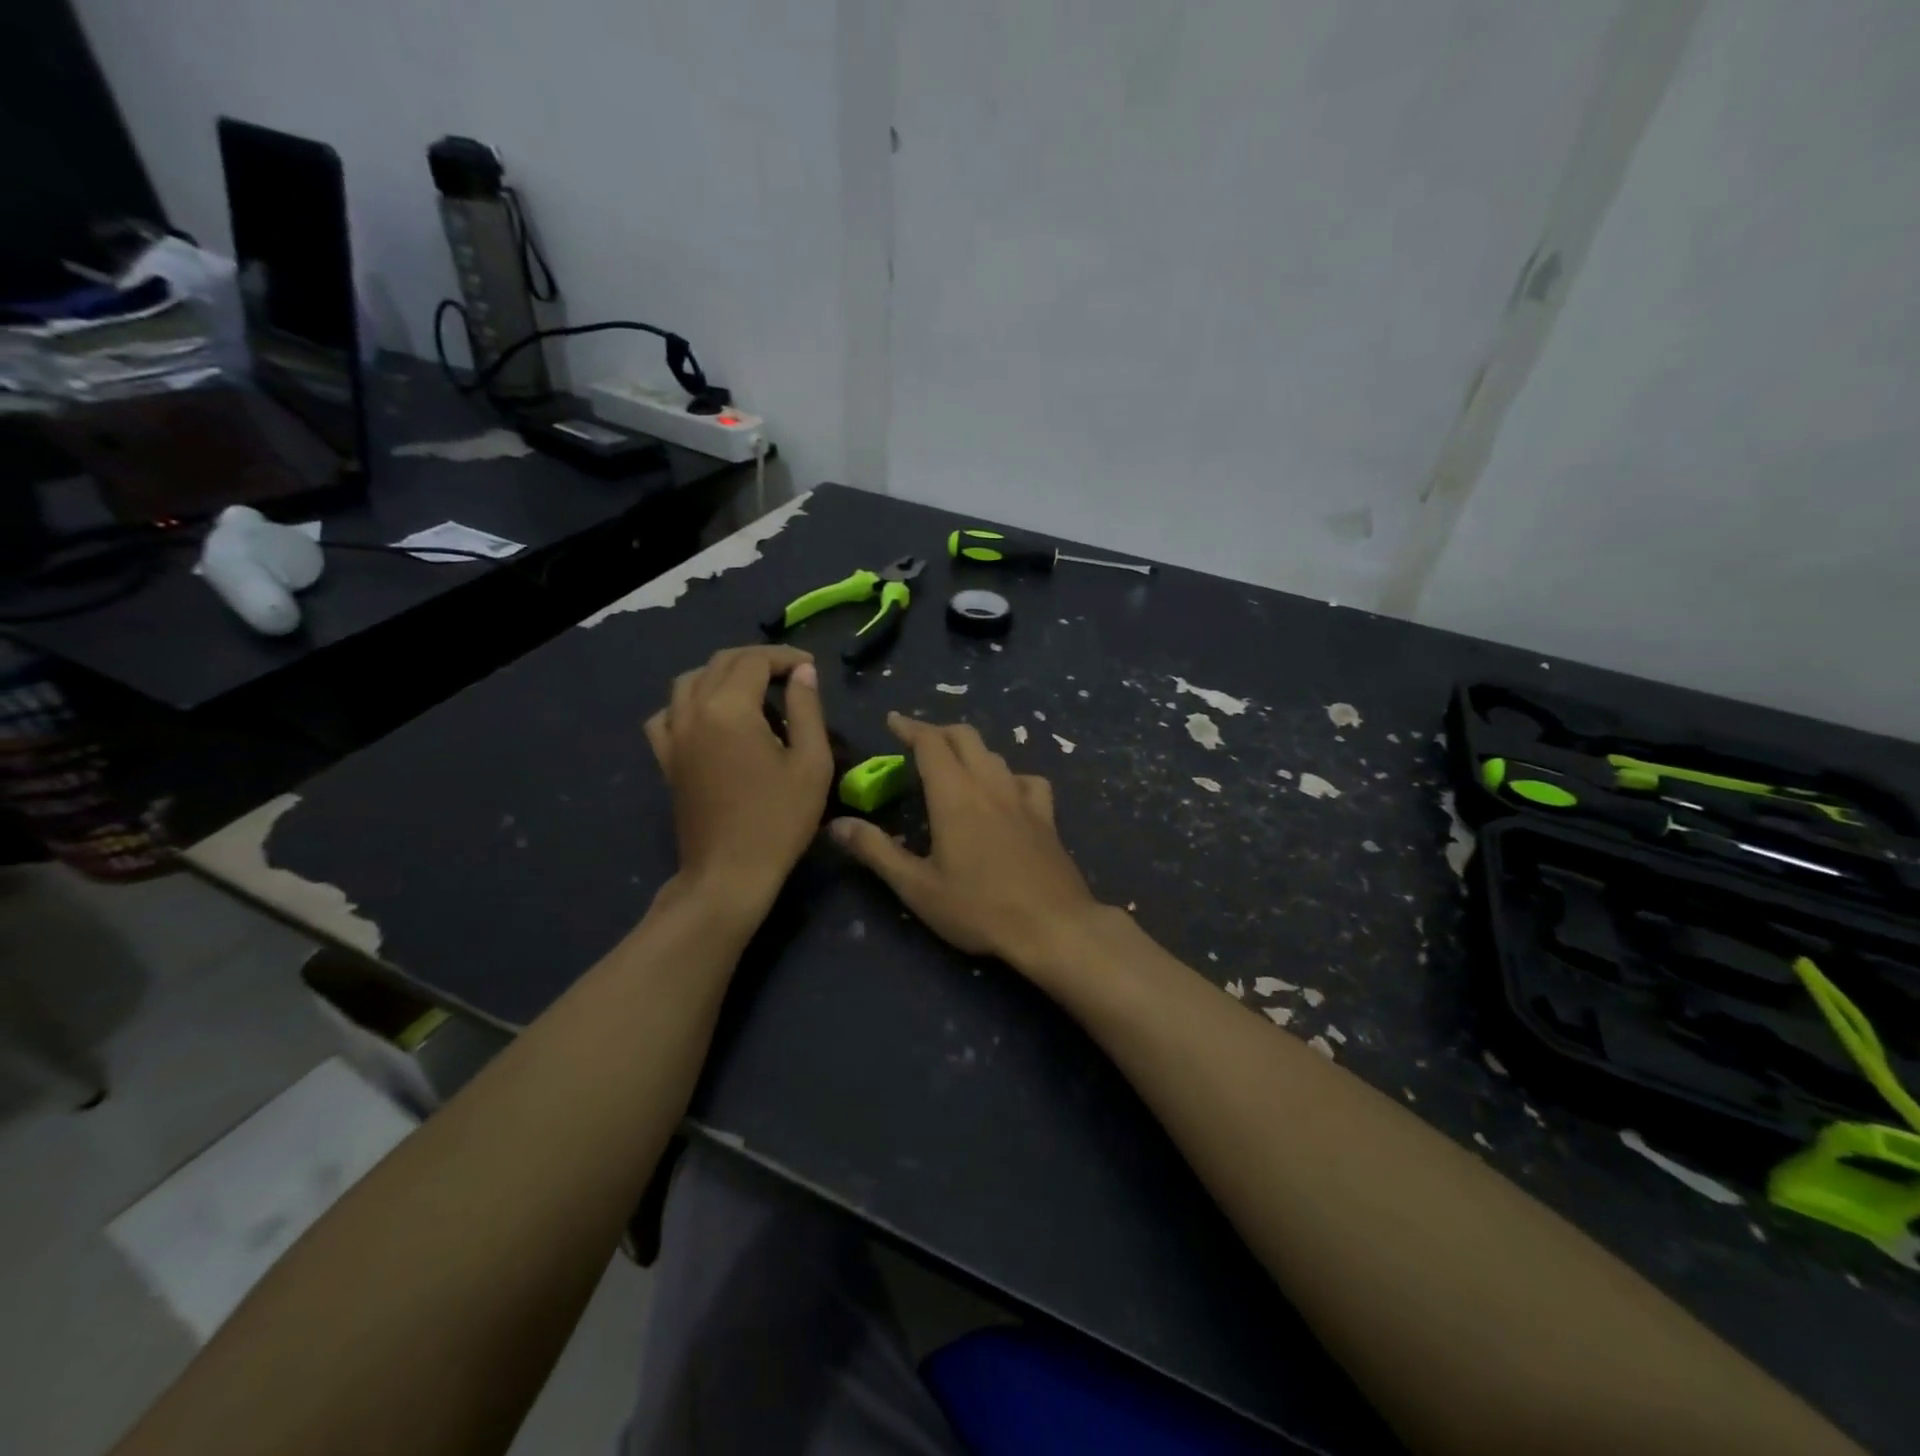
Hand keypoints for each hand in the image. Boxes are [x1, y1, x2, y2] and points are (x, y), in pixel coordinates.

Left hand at [645, 645, 832, 911]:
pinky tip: (708, 716)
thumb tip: (804, 673)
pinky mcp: (666, 758)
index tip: (811, 669)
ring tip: (752, 688)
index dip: (786, 658)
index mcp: (730, 708)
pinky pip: (667, 713)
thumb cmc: (779, 820)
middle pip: (721, 663)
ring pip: (690, 681)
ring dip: (722, 673)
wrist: (729, 873)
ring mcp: (674, 735)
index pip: (756, 661)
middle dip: (758, 660)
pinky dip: (688, 702)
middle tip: (790, 674)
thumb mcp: (811, 763)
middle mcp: (694, 711)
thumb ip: (808, 710)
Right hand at [830, 714, 1102, 968]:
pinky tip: (1006, 792)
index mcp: (954, 795)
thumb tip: (837, 824)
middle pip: (965, 737)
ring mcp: (1023, 798)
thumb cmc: (978, 908)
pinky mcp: (1046, 816)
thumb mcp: (917, 886)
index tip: (893, 721)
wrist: (1053, 926)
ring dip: (970, 749)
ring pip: (994, 754)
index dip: (909, 727)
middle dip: (938, 731)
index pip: (930, 743)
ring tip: (954, 763)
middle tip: (917, 740)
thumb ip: (876, 851)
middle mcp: (989, 784)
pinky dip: (1008, 775)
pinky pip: (1027, 779)